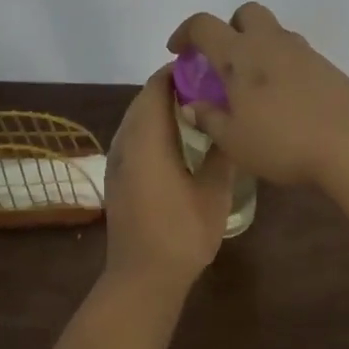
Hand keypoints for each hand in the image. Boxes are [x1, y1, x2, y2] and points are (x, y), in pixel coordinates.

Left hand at [102, 67, 233, 294]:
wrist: (141, 278)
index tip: (208, 69)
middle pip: (144, 99)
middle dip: (172, 87)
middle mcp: (126, 141)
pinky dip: (152, 127)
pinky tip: (178, 141)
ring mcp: (117, 160)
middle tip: (208, 87)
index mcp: (147, 138)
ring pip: (136, 118)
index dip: (179, 72)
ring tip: (197, 109)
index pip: (157, 87)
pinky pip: (133, 136)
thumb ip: (222, 154)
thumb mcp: (214, 192)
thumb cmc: (181, 233)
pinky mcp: (117, 176)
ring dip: (161, 108)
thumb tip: (231, 124)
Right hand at [167, 3, 348, 187]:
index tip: (178, 52)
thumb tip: (193, 106)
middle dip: (230, 28)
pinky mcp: (327, 67)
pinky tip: (283, 100)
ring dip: (257, 47)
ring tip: (253, 87)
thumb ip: (210, 119)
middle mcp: (270, 43)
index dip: (185, 33)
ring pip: (273, 32)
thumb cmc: (284, 142)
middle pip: (246, 13)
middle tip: (223, 62)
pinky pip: (295, 54)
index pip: (204, 25)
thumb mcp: (235, 141)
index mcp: (239, 55)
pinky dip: (281, 65)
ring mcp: (303, 52)